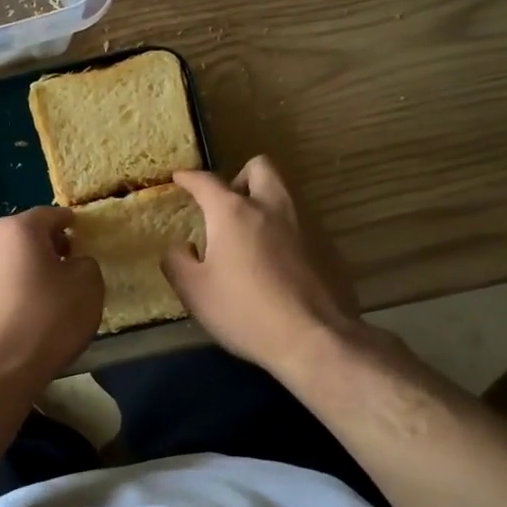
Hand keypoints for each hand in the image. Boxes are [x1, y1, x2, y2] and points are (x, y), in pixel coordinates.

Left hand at [0, 206, 103, 391]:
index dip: (70, 223)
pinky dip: (17, 286)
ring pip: (11, 257)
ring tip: (53, 288)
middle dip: (49, 243)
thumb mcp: (87, 285)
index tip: (83, 234)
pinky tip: (32, 308)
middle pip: (26, 234)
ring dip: (31, 266)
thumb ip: (85, 263)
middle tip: (71, 260)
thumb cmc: (48, 318)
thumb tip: (73, 263)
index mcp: (19, 228)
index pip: (50, 214)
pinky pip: (1, 281)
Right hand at [165, 157, 374, 373]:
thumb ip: (178, 262)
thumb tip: (179, 248)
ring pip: (285, 193)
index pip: (206, 181)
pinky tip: (278, 264)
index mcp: (234, 212)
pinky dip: (285, 232)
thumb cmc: (244, 311)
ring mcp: (306, 224)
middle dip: (240, 177)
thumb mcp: (195, 292)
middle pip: (259, 167)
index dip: (189, 178)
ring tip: (251, 236)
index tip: (180, 178)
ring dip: (265, 203)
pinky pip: (302, 224)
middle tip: (227, 206)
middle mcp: (272, 206)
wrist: (314, 338)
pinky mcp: (328, 246)